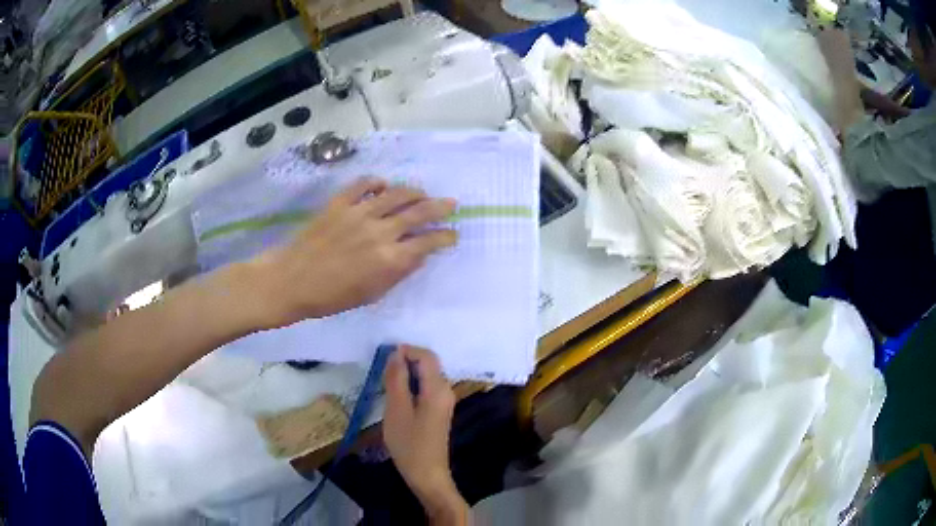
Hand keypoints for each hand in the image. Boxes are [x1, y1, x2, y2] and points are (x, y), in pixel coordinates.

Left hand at [251, 178, 456, 327]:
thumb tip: (418, 256)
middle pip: (418, 212)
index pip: (427, 242)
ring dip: (414, 191)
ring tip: (422, 192)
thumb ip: (398, 273)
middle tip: (451, 203)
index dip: (445, 237)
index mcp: (389, 259)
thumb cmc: (331, 297)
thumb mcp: (371, 294)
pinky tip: (384, 184)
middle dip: (440, 207)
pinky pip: (363, 185)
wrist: (291, 281)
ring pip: (396, 193)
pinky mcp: (339, 203)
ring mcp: (359, 213)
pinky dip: (377, 182)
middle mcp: (379, 231)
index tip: (452, 235)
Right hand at [383, 346, 468, 524]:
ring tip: (386, 384)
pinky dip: (411, 386)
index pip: (426, 356)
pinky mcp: (439, 412)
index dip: (407, 350)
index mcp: (438, 389)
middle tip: (382, 372)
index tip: (384, 357)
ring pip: (426, 377)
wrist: (427, 475)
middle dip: (406, 361)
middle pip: (428, 364)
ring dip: (407, 375)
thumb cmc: (409, 444)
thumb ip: (396, 379)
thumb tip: (396, 353)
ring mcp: (444, 402)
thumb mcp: (397, 410)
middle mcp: (446, 391)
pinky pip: (426, 389)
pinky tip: (397, 398)